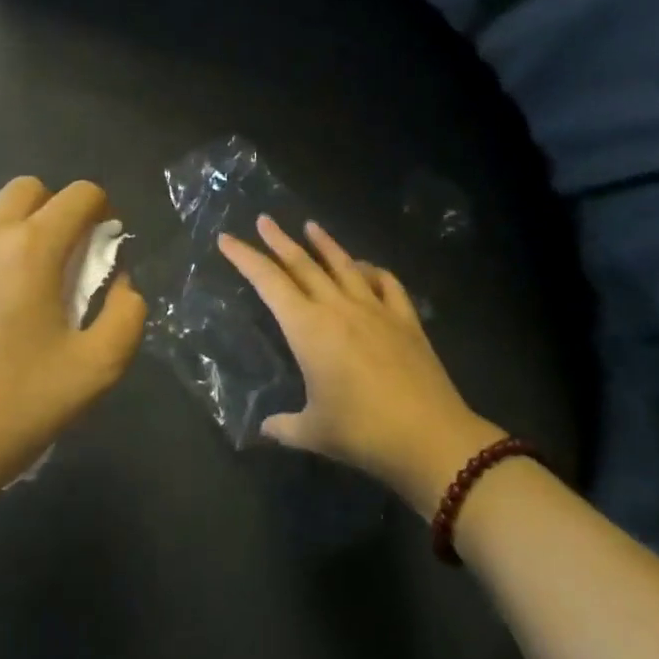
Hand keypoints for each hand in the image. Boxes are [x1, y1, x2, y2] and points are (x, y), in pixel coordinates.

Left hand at [0, 177, 146, 517]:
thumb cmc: (15, 407)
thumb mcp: (96, 369)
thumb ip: (126, 315)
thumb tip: (121, 284)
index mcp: (30, 250)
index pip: (78, 195)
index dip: (101, 210)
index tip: (103, 245)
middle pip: (27, 190)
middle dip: (55, 210)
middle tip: (63, 262)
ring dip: (15, 240)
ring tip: (17, 300)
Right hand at [218, 216, 501, 511]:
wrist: (431, 438)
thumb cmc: (363, 433)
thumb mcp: (314, 433)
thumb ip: (284, 426)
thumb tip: (265, 428)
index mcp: (308, 329)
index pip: (268, 282)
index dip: (245, 258)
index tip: (227, 239)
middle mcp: (339, 308)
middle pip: (303, 264)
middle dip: (279, 241)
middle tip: (264, 219)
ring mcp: (376, 310)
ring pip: (344, 265)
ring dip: (324, 243)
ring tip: (310, 225)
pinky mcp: (405, 320)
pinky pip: (386, 283)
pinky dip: (372, 270)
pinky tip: (366, 268)